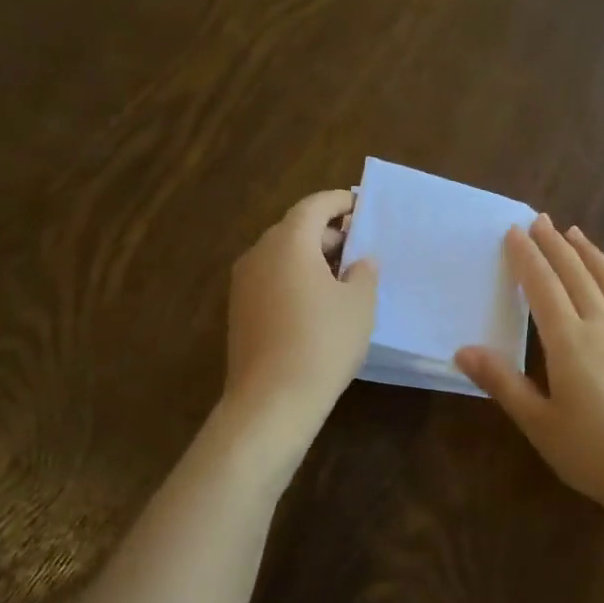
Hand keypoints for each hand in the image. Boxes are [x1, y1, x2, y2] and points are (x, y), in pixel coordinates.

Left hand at [224, 189, 377, 428]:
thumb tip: (359, 262)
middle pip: (295, 229)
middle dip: (328, 233)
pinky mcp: (240, 311)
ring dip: (311, 258)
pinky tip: (318, 304)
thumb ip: (363, 273)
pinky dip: (295, 279)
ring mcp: (244, 284)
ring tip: (343, 277)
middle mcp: (259, 254)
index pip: (314, 206)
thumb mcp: (359, 304)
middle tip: (359, 248)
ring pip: (281, 256)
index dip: (339, 202)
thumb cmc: (323, 342)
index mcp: (288, 242)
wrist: (272, 400)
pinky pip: (271, 280)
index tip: (361, 207)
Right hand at [455, 215, 603, 527]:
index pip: (543, 287)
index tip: (513, 231)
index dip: (526, 258)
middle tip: (539, 219)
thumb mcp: (538, 423)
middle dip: (554, 245)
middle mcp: (601, 327)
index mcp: (569, 342)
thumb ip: (502, 382)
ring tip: (575, 233)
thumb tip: (462, 350)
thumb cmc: (593, 452)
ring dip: (589, 253)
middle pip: (576, 275)